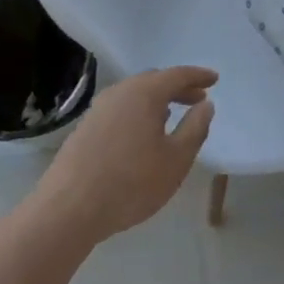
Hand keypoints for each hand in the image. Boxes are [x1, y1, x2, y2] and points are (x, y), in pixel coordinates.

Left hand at [31, 66, 216, 246]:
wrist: (68, 209)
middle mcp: (120, 92)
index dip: (198, 76)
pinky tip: (143, 133)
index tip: (215, 79)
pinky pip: (120, 109)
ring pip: (135, 95)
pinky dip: (139, 112)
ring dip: (157, 100)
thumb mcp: (176, 160)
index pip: (177, 75)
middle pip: (154, 81)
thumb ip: (195, 128)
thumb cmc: (131, 183)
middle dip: (178, 87)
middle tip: (198, 98)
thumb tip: (206, 105)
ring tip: (172, 115)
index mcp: (144, 93)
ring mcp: (99, 109)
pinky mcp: (85, 128)